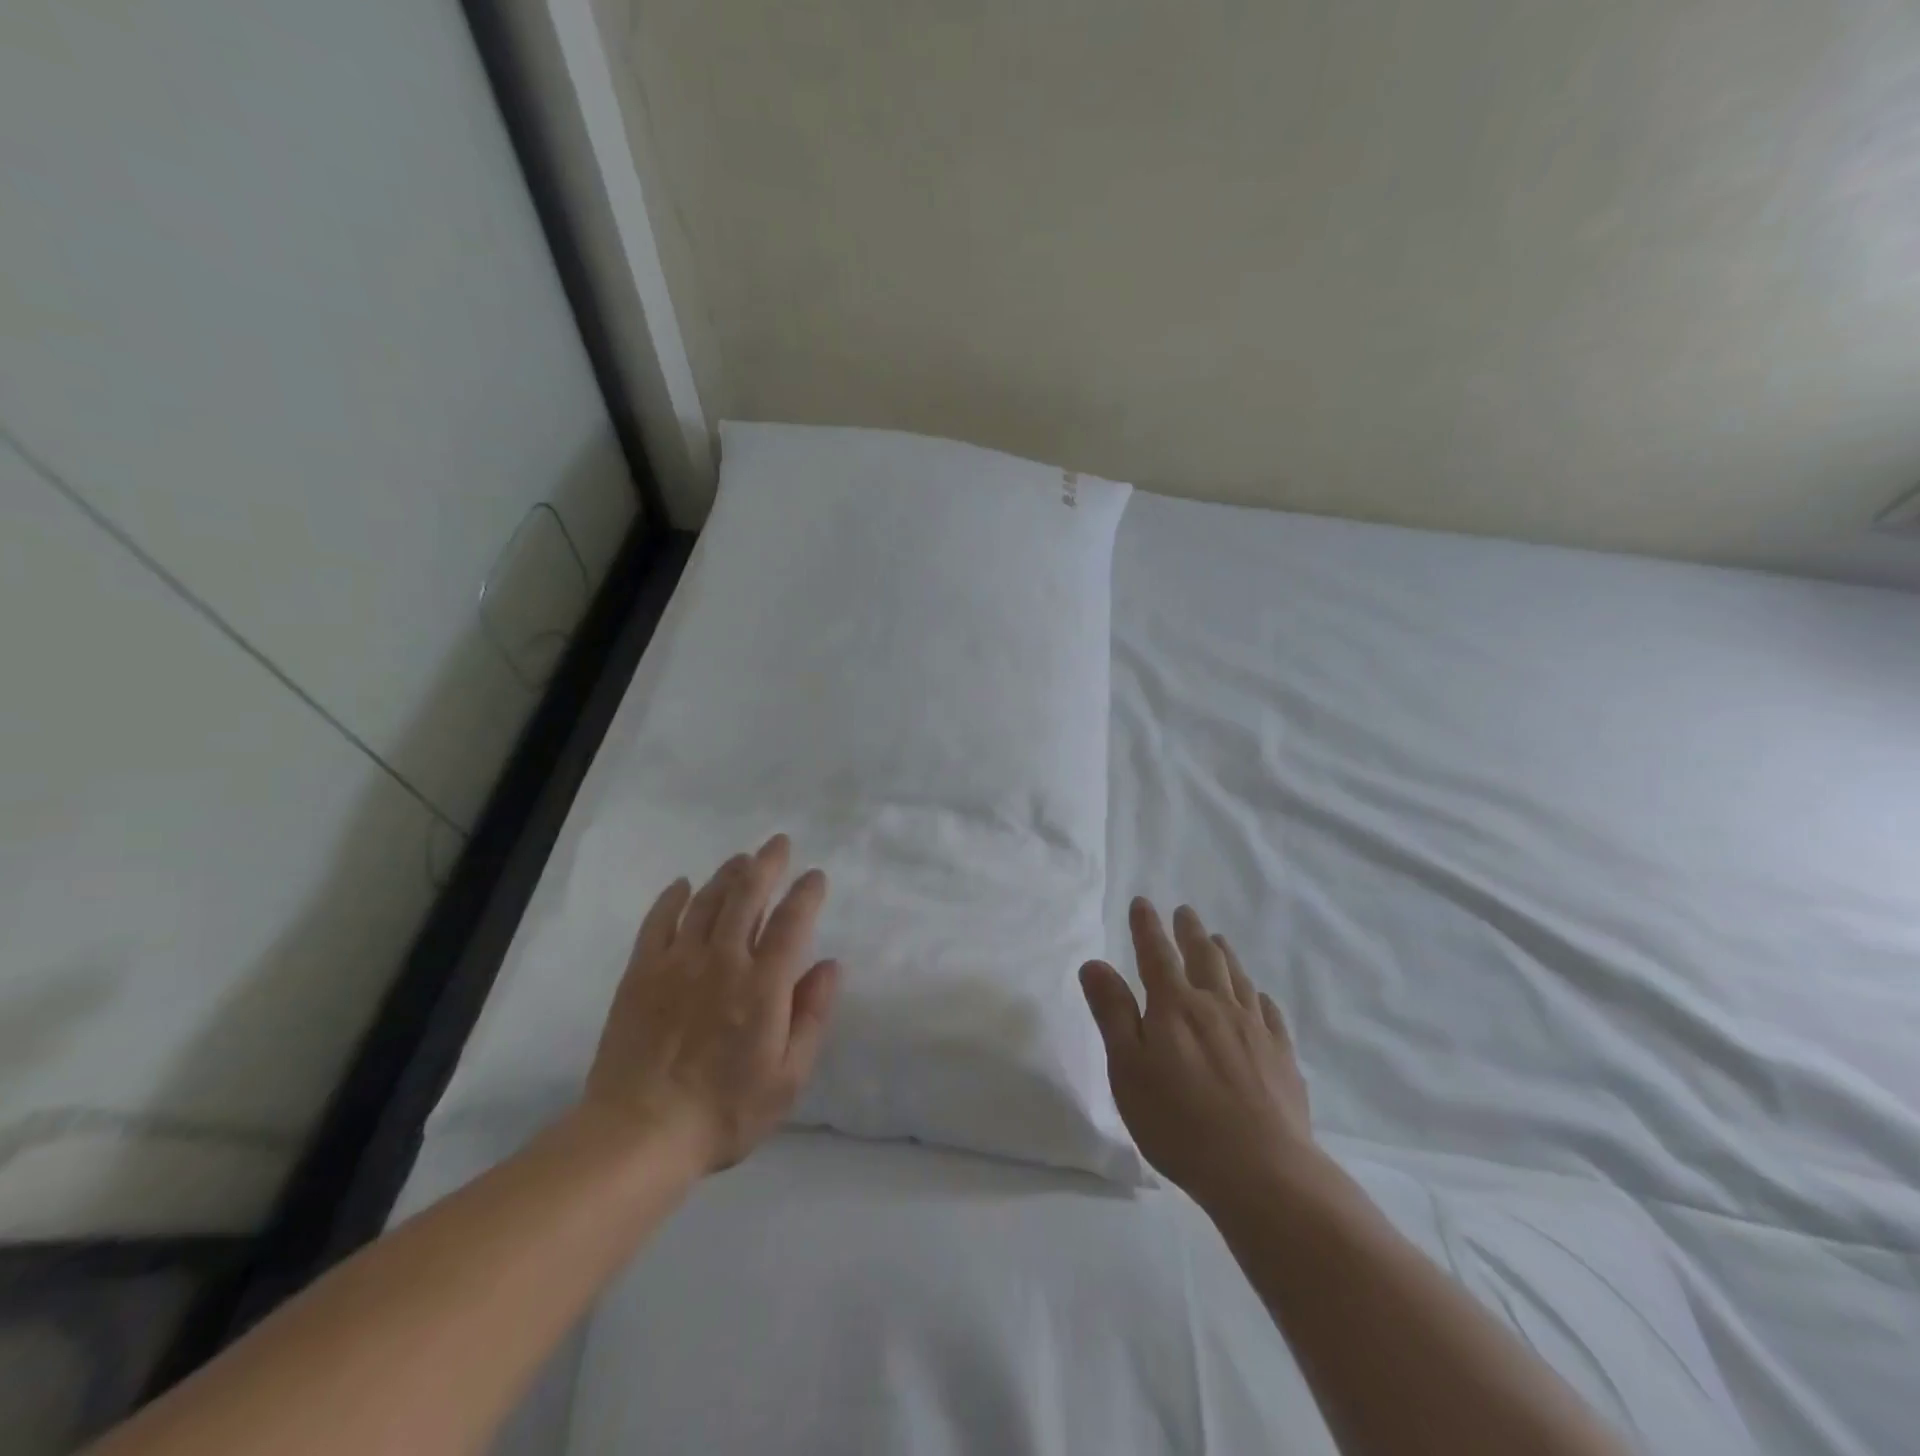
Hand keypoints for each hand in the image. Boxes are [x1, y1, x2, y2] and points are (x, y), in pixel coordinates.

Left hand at [583, 833, 840, 1174]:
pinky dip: (672, 898)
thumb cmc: (724, 1111)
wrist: (638, 1134)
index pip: (791, 921)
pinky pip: (657, 922)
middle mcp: (722, 961)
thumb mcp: (788, 1077)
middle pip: (747, 895)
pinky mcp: (640, 973)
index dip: (806, 892)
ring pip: (706, 901)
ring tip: (742, 859)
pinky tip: (682, 885)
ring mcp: (676, 962)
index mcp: (763, 985)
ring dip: (727, 874)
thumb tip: (830, 965)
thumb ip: (811, 1016)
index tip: (815, 876)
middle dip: (767, 864)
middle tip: (778, 843)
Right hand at [1080, 898, 1318, 1210]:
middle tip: (1185, 912)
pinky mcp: (1282, 1056)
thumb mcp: (1128, 1069)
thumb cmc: (1179, 1122)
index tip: (1143, 902)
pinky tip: (1257, 996)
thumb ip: (1112, 1013)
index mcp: (1174, 1006)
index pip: (1156, 954)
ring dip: (1224, 954)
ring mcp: (1254, 1029)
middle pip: (1202, 956)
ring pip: (1237, 978)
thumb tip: (1094, 963)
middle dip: (1189, 931)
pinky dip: (1258, 995)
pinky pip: (1269, 1012)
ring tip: (1218, 938)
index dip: (1147, 926)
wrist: (1262, 1170)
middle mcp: (1216, 1006)